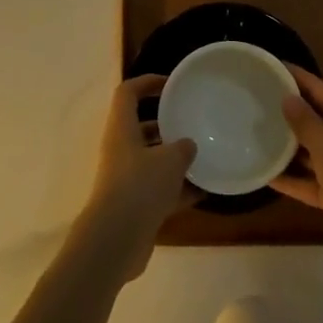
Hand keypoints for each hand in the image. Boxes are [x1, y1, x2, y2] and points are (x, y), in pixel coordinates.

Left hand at [78, 75, 196, 280]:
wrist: (116, 240)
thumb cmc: (140, 187)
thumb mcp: (169, 160)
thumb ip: (183, 148)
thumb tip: (189, 145)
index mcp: (122, 129)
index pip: (128, 93)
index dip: (147, 82)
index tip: (171, 83)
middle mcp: (121, 150)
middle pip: (142, 127)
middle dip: (167, 123)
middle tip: (194, 121)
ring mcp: (126, 179)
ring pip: (152, 159)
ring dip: (175, 158)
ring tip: (206, 155)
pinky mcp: (134, 205)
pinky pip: (160, 189)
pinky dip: (180, 188)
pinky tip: (206, 190)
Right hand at [270, 66, 322, 269]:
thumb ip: (305, 121)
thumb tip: (288, 98)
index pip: (320, 89)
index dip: (296, 77)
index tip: (270, 66)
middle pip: (315, 118)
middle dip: (288, 111)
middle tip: (255, 100)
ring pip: (311, 151)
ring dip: (287, 146)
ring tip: (254, 133)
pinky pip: (309, 181)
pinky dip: (291, 179)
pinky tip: (264, 174)